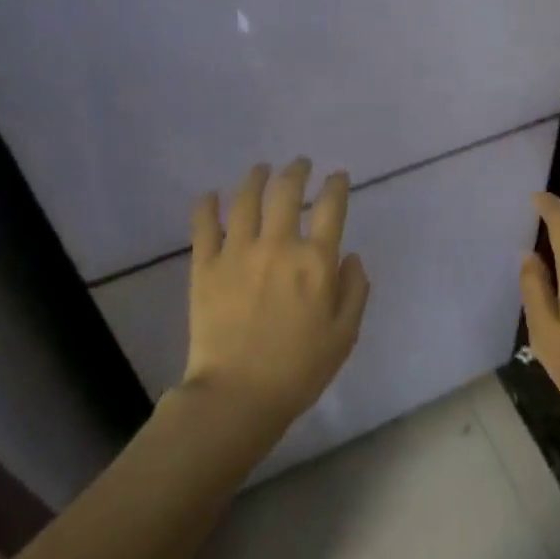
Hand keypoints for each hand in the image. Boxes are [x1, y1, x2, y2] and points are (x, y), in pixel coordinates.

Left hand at [183, 159, 370, 425]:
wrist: (238, 394)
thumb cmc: (300, 369)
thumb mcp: (345, 334)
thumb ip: (355, 290)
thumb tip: (351, 256)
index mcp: (316, 262)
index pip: (330, 208)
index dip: (336, 185)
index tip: (337, 176)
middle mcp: (278, 246)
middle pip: (286, 192)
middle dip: (296, 171)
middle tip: (300, 164)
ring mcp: (237, 253)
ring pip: (246, 199)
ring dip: (256, 177)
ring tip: (261, 169)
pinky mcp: (205, 266)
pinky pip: (204, 225)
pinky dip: (207, 205)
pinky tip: (210, 195)